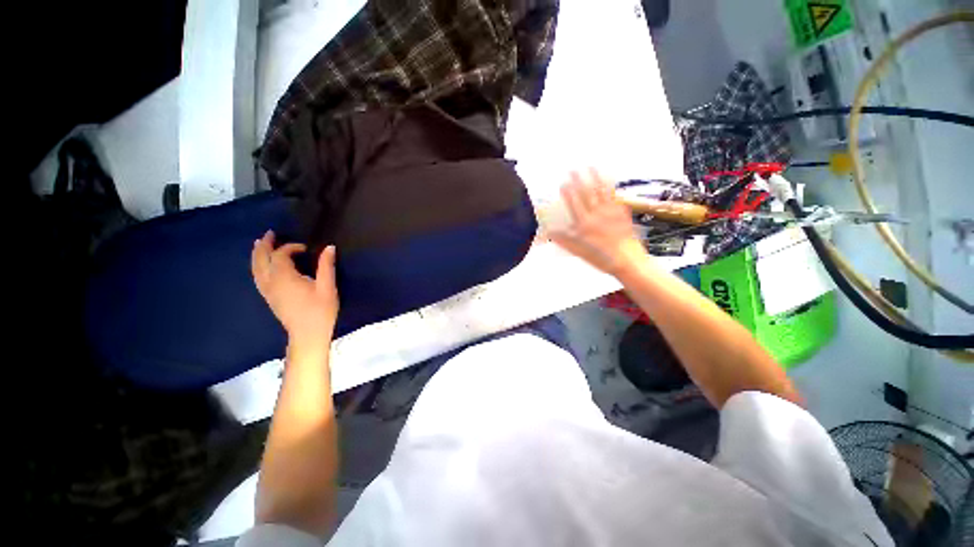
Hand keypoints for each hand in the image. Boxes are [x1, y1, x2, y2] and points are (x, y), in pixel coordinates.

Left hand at [252, 231, 339, 346]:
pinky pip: (257, 277)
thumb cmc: (320, 311)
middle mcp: (271, 282)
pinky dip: (257, 267)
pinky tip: (261, 265)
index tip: (306, 248)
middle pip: (262, 259)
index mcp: (285, 277)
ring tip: (258, 244)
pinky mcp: (269, 298)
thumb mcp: (328, 287)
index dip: (291, 247)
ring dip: (257, 254)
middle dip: (265, 245)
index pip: (281, 255)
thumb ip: (326, 266)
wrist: (308, 334)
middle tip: (269, 233)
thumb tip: (329, 247)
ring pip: (256, 268)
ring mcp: (267, 291)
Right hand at [549, 170, 647, 276]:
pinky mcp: (622, 212)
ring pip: (601, 191)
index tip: (563, 183)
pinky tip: (609, 179)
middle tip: (573, 169)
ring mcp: (611, 212)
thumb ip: (565, 241)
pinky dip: (611, 186)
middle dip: (579, 180)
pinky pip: (615, 196)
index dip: (568, 193)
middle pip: (586, 194)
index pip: (574, 204)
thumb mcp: (579, 252)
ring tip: (591, 167)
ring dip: (595, 177)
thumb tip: (550, 233)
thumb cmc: (602, 259)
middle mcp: (597, 215)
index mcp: (585, 225)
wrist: (628, 261)